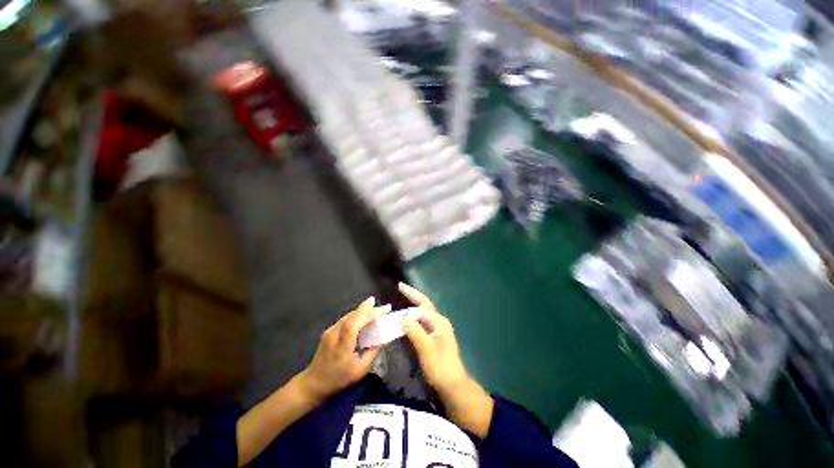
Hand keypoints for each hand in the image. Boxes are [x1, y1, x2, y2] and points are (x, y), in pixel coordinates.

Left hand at [299, 297, 389, 400]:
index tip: (385, 309)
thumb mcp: (360, 370)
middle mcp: (334, 334)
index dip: (370, 313)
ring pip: (350, 315)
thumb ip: (373, 352)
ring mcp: (330, 330)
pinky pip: (346, 318)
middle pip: (353, 315)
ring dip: (364, 310)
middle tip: (386, 307)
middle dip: (370, 308)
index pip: (355, 323)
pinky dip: (358, 314)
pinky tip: (365, 315)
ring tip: (378, 309)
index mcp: (342, 345)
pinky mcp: (329, 330)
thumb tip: (385, 338)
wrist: (313, 383)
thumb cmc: (339, 379)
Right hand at [399, 282, 493, 437]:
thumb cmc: (440, 366)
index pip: (423, 304)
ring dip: (412, 305)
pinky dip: (412, 318)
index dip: (411, 295)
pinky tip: (405, 319)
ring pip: (422, 313)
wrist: (452, 386)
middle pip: (424, 305)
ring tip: (401, 299)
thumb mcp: (426, 348)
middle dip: (413, 296)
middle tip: (400, 287)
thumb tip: (403, 317)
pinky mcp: (433, 339)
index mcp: (439, 321)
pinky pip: (421, 323)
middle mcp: (438, 322)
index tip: (399, 286)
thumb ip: (415, 331)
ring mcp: (437, 330)